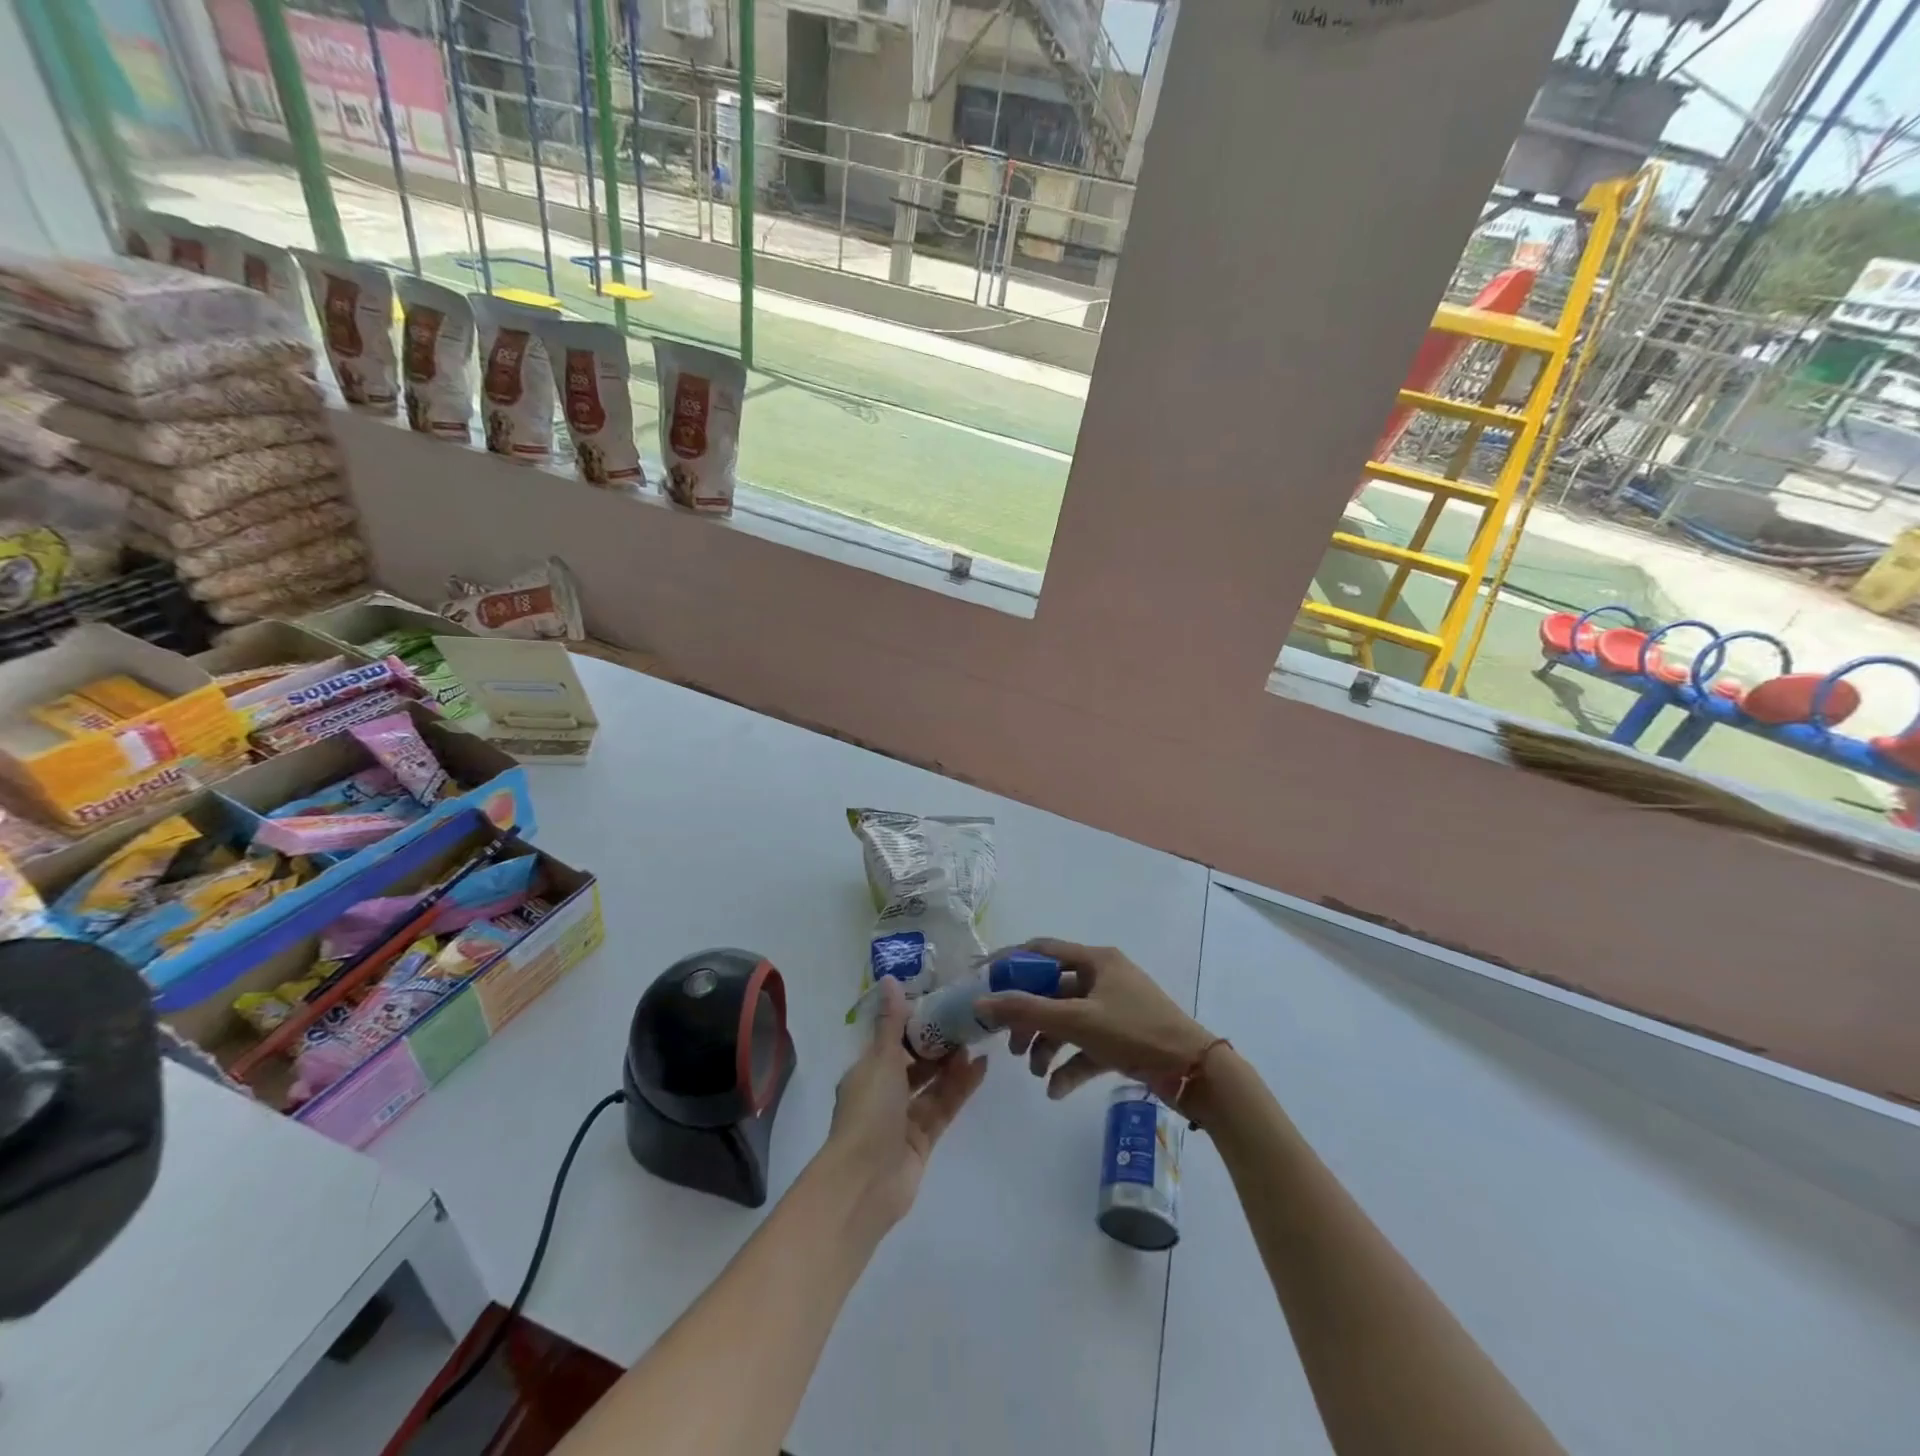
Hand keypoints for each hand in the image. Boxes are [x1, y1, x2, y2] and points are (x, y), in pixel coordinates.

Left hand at [822, 976, 987, 1229]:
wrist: (865, 1182)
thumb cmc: (869, 1112)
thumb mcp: (881, 1060)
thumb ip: (891, 1022)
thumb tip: (889, 979)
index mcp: (866, 1071)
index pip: (892, 1041)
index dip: (914, 1024)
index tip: (940, 1004)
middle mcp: (883, 1093)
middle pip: (914, 1063)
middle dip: (937, 1045)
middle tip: (966, 1023)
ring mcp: (903, 1119)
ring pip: (931, 1085)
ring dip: (952, 1066)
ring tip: (977, 1042)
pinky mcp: (922, 1140)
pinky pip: (943, 1107)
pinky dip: (960, 1089)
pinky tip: (981, 1068)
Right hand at [977, 939, 1214, 1101]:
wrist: (1194, 1073)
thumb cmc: (1135, 1032)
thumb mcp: (1077, 1020)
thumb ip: (1027, 1010)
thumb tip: (981, 1003)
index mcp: (1095, 960)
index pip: (1041, 950)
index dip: (1009, 963)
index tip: (981, 982)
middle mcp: (1102, 978)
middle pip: (1051, 991)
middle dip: (1028, 1018)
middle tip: (1010, 1043)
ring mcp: (1112, 1008)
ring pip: (1066, 1021)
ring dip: (1047, 1045)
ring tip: (1035, 1071)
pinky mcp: (1121, 1038)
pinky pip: (1085, 1046)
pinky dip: (1069, 1065)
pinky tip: (1056, 1090)